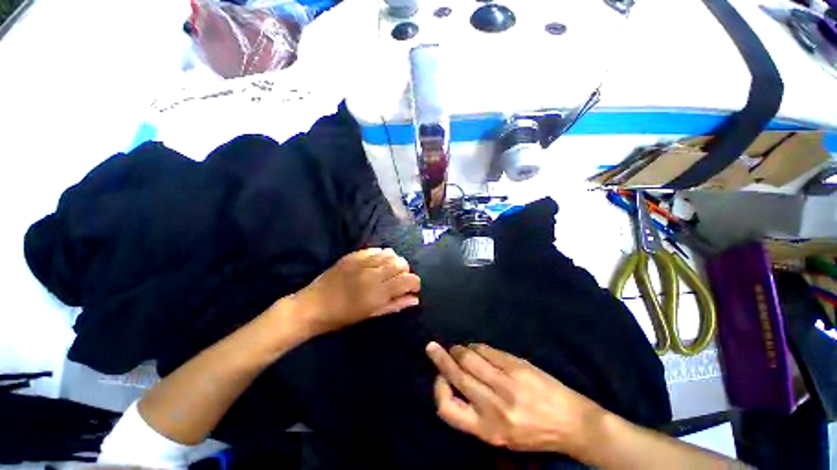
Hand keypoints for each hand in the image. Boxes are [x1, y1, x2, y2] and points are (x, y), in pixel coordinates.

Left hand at [295, 248, 420, 335]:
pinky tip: (377, 263)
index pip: (408, 280)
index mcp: (378, 292)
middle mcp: (373, 273)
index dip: (415, 283)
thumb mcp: (371, 315)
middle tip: (398, 281)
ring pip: (390, 253)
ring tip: (388, 271)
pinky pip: (375, 249)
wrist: (312, 306)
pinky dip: (381, 255)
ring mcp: (362, 261)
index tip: (413, 288)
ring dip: (394, 262)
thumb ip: (395, 305)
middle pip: (401, 264)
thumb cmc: (342, 317)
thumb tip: (415, 299)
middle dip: (406, 272)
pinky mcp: (353, 255)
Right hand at [425, 342, 604, 456]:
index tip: (440, 377)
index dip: (439, 390)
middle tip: (432, 347)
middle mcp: (493, 406)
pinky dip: (477, 347)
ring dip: (459, 350)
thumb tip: (453, 383)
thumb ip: (475, 414)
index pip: (448, 409)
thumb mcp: (501, 436)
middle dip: (440, 359)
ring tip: (457, 349)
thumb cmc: (533, 433)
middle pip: (456, 376)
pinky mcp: (517, 366)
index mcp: (487, 429)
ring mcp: (506, 383)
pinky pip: (487, 351)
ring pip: (470, 358)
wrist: (571, 423)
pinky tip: (476, 348)